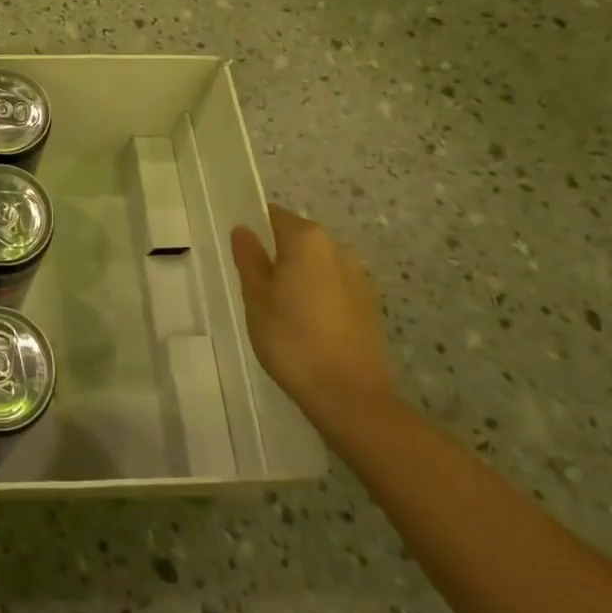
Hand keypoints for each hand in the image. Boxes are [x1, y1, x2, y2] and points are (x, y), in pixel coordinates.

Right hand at [231, 205, 392, 426]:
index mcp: (307, 240)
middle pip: (298, 239)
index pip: (273, 216)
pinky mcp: (370, 306)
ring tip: (279, 309)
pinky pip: (334, 286)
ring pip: (318, 264)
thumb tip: (243, 230)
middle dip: (277, 254)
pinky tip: (306, 325)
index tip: (241, 253)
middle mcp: (337, 249)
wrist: (350, 396)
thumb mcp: (256, 297)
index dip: (254, 229)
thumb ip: (249, 258)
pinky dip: (318, 295)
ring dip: (299, 276)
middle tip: (255, 285)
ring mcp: (359, 277)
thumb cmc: (292, 339)